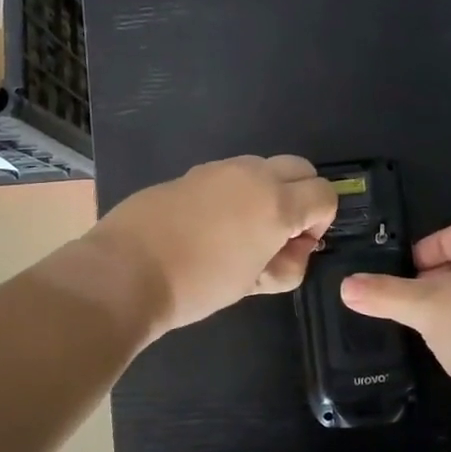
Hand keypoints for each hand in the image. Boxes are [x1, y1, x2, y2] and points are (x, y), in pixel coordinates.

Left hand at [84, 155, 337, 337]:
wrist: (126, 272)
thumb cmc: (198, 285)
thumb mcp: (253, 284)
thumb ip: (287, 264)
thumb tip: (295, 249)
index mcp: (276, 203)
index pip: (325, 194)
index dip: (320, 221)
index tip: (298, 245)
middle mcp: (253, 175)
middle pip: (300, 168)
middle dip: (301, 196)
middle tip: (279, 233)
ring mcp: (219, 169)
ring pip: (263, 167)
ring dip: (268, 191)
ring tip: (241, 231)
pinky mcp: (191, 173)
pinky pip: (229, 174)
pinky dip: (236, 192)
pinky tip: (209, 225)